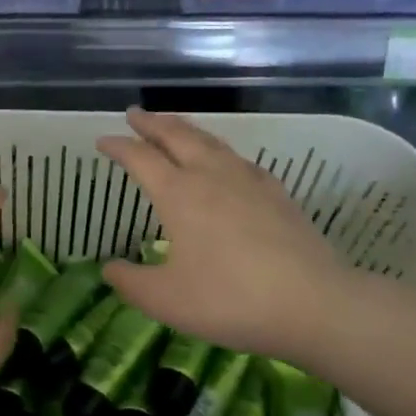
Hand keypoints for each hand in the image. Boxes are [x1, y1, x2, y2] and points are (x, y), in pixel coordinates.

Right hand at [98, 110, 350, 364]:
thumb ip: (131, 282)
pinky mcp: (277, 194)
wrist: (312, 303)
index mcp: (179, 194)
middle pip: (177, 136)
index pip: (141, 158)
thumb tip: (109, 268)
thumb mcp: (165, 300)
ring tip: (173, 125)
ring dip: (186, 129)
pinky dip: (220, 150)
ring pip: (211, 141)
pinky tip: (226, 161)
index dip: (119, 147)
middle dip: (152, 122)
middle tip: (135, 113)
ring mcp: (249, 181)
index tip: (103, 140)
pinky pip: (239, 159)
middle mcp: (211, 176)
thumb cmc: (229, 300)